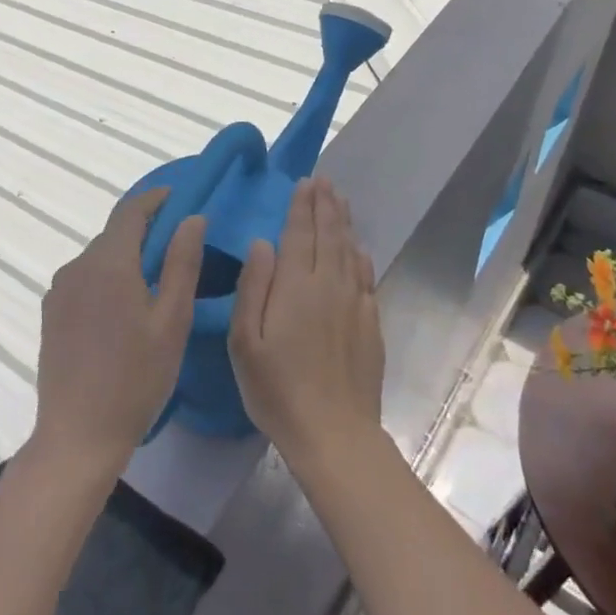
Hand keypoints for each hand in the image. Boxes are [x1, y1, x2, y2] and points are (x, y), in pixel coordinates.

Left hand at [31, 187, 202, 478]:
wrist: (77, 436)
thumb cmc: (135, 379)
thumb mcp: (171, 321)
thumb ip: (182, 263)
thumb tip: (193, 218)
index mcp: (108, 263)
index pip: (131, 211)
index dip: (155, 199)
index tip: (179, 198)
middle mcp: (77, 267)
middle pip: (114, 235)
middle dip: (145, 232)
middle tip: (178, 249)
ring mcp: (59, 291)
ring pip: (99, 258)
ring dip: (126, 258)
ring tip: (155, 284)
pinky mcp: (51, 313)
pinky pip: (84, 280)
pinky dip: (107, 279)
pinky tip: (123, 311)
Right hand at [229, 177, 383, 471]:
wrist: (335, 433)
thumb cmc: (278, 389)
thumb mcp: (245, 342)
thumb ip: (253, 287)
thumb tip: (262, 242)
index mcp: (297, 286)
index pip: (301, 233)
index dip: (302, 206)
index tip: (305, 182)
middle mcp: (330, 285)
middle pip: (330, 235)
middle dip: (326, 205)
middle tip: (324, 181)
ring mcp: (355, 304)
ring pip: (350, 251)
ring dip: (344, 222)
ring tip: (340, 200)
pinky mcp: (370, 324)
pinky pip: (366, 277)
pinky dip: (361, 256)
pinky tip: (359, 249)